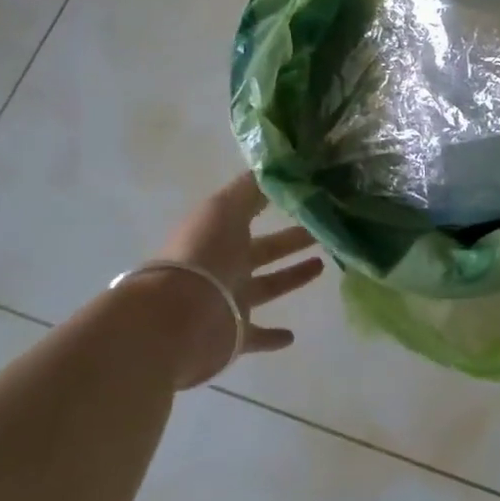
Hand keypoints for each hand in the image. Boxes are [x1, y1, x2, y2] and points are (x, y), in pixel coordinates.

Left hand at [133, 173, 324, 387]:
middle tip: (324, 230)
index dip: (275, 202)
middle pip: (265, 249)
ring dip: (291, 277)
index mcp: (223, 233)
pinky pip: (257, 335)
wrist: (175, 318)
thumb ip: (251, 188)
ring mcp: (230, 301)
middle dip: (291, 239)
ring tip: (322, 266)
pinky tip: (292, 336)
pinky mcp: (234, 335)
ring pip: (267, 286)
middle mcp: (226, 265)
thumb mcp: (226, 209)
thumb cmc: (203, 256)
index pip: (253, 212)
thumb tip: (279, 163)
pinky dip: (273, 337)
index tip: (307, 194)